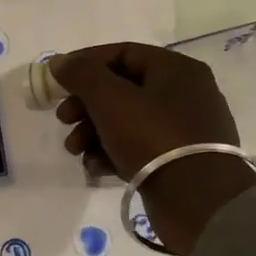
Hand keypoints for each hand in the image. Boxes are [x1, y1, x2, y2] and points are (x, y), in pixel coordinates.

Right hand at [50, 43, 255, 255]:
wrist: (198, 202)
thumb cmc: (153, 137)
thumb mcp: (110, 99)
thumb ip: (82, 75)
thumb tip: (59, 62)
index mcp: (177, 70)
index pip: (123, 53)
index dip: (86, 64)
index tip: (57, 82)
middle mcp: (184, 95)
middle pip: (121, 89)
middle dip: (86, 105)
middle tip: (63, 120)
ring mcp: (183, 130)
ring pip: (126, 121)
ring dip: (93, 133)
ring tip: (74, 150)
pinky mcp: (178, 161)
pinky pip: (138, 148)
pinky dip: (112, 154)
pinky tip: (96, 168)